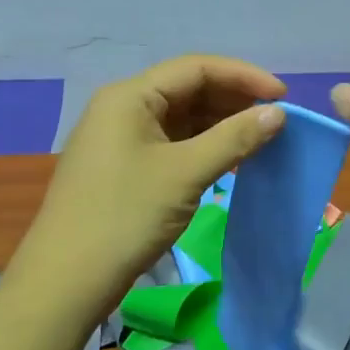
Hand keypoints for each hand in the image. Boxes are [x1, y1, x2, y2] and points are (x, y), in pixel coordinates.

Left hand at [6, 56, 286, 320]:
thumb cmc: (126, 216)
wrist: (66, 281)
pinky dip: (203, 147)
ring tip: (260, 139)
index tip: (283, 96)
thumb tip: (278, 113)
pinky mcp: (124, 166)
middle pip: (188, 90)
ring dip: (221, 125)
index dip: (243, 76)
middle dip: (233, 100)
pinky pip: (172, 143)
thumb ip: (234, 138)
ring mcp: (121, 138)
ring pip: (181, 118)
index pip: (196, 68)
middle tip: (275, 120)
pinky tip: (230, 160)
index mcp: (130, 96)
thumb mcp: (185, 173)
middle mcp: (123, 108)